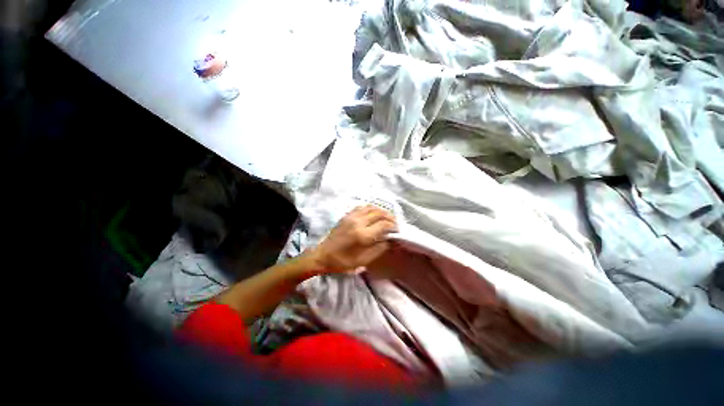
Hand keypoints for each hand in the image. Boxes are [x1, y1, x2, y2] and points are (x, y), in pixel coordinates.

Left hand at [307, 205, 397, 272]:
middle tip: (394, 223)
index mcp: (362, 235)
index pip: (383, 224)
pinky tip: (374, 214)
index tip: (397, 230)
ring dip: (381, 211)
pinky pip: (362, 207)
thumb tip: (389, 239)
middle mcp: (358, 222)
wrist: (323, 255)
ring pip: (371, 207)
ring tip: (386, 217)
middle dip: (390, 217)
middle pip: (379, 213)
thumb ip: (379, 249)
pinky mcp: (347, 215)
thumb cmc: (343, 261)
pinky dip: (371, 209)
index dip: (393, 226)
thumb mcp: (363, 261)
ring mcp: (351, 217)